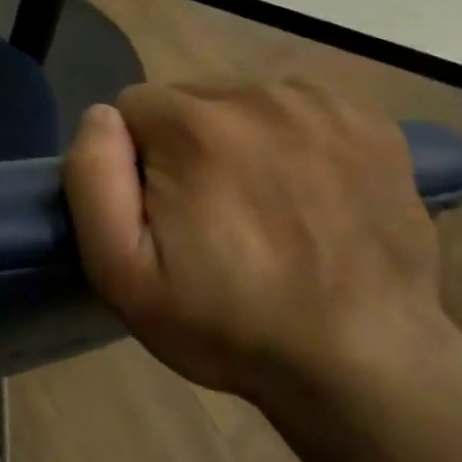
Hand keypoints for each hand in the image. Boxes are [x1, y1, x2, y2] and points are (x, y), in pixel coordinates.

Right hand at [64, 83, 456, 405]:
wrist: (370, 367)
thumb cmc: (230, 324)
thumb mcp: (122, 271)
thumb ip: (91, 178)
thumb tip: (100, 116)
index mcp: (194, 125)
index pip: (132, 109)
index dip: (137, 163)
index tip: (164, 216)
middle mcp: (258, 94)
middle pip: (187, 101)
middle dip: (186, 147)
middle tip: (215, 219)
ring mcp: (321, 105)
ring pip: (241, 103)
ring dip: (238, 142)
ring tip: (264, 209)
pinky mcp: (369, 121)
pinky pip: (298, 110)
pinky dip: (291, 141)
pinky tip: (307, 193)